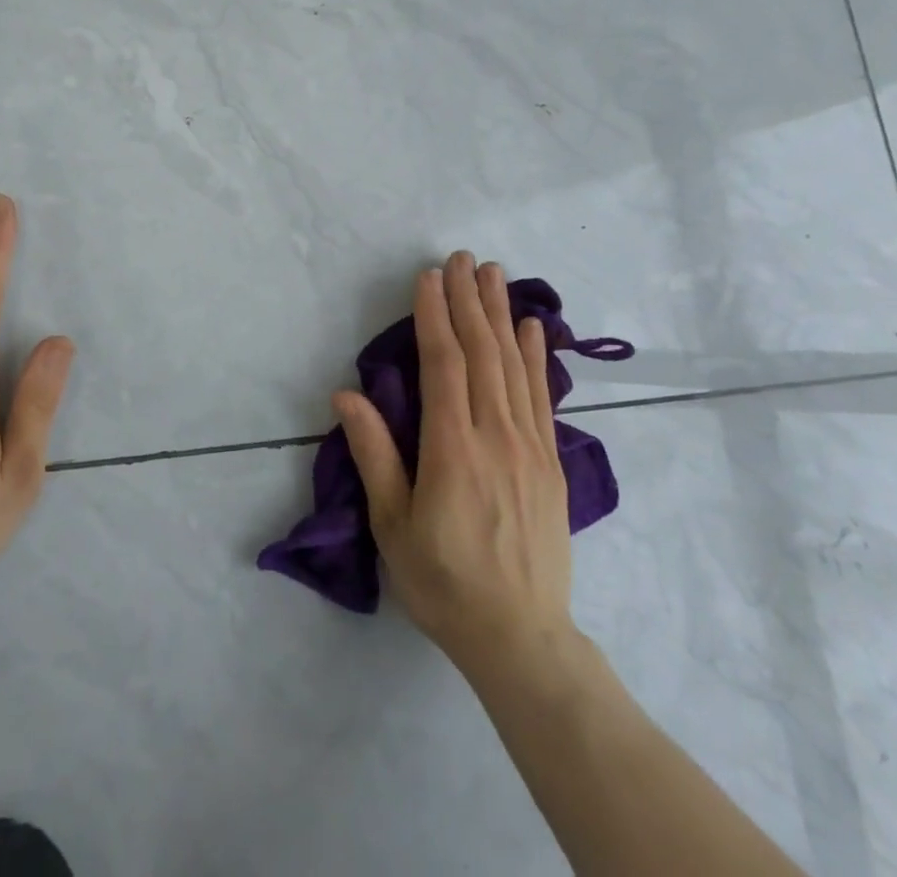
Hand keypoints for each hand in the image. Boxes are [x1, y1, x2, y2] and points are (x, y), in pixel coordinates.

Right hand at [335, 252, 582, 678]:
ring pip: (514, 365)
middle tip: (461, 257)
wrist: (521, 638)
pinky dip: (536, 356)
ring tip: (494, 273)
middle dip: (468, 300)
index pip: (443, 364)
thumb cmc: (442, 582)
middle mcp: (495, 436)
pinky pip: (542, 396)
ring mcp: (529, 446)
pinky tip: (533, 328)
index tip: (428, 276)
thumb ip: (374, 453)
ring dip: (501, 314)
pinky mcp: (550, 462)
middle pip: (482, 353)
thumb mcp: (392, 524)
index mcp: (452, 449)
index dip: (434, 315)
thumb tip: (346, 394)